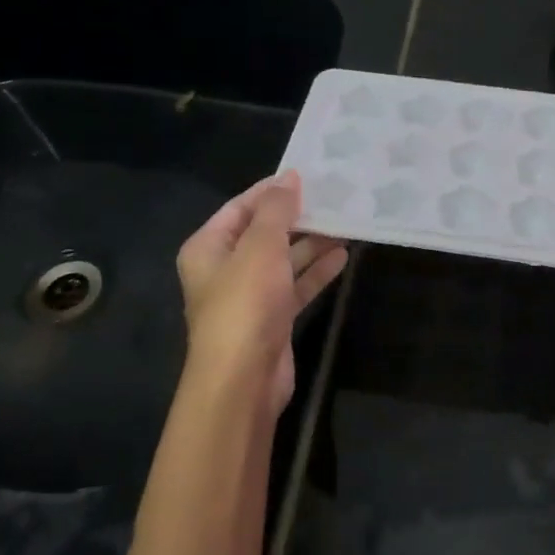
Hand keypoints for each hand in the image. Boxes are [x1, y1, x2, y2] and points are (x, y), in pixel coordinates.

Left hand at [176, 172, 347, 416]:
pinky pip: (295, 285)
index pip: (240, 207)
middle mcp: (225, 268)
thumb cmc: (245, 303)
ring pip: (283, 259)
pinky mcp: (272, 317)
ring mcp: (249, 295)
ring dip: (312, 243)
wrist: (243, 379)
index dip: (272, 191)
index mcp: (208, 247)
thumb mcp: (261, 247)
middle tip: (334, 197)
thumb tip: (290, 177)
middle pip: (263, 232)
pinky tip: (343, 255)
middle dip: (297, 217)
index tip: (308, 176)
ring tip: (346, 222)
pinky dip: (316, 271)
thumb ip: (276, 210)